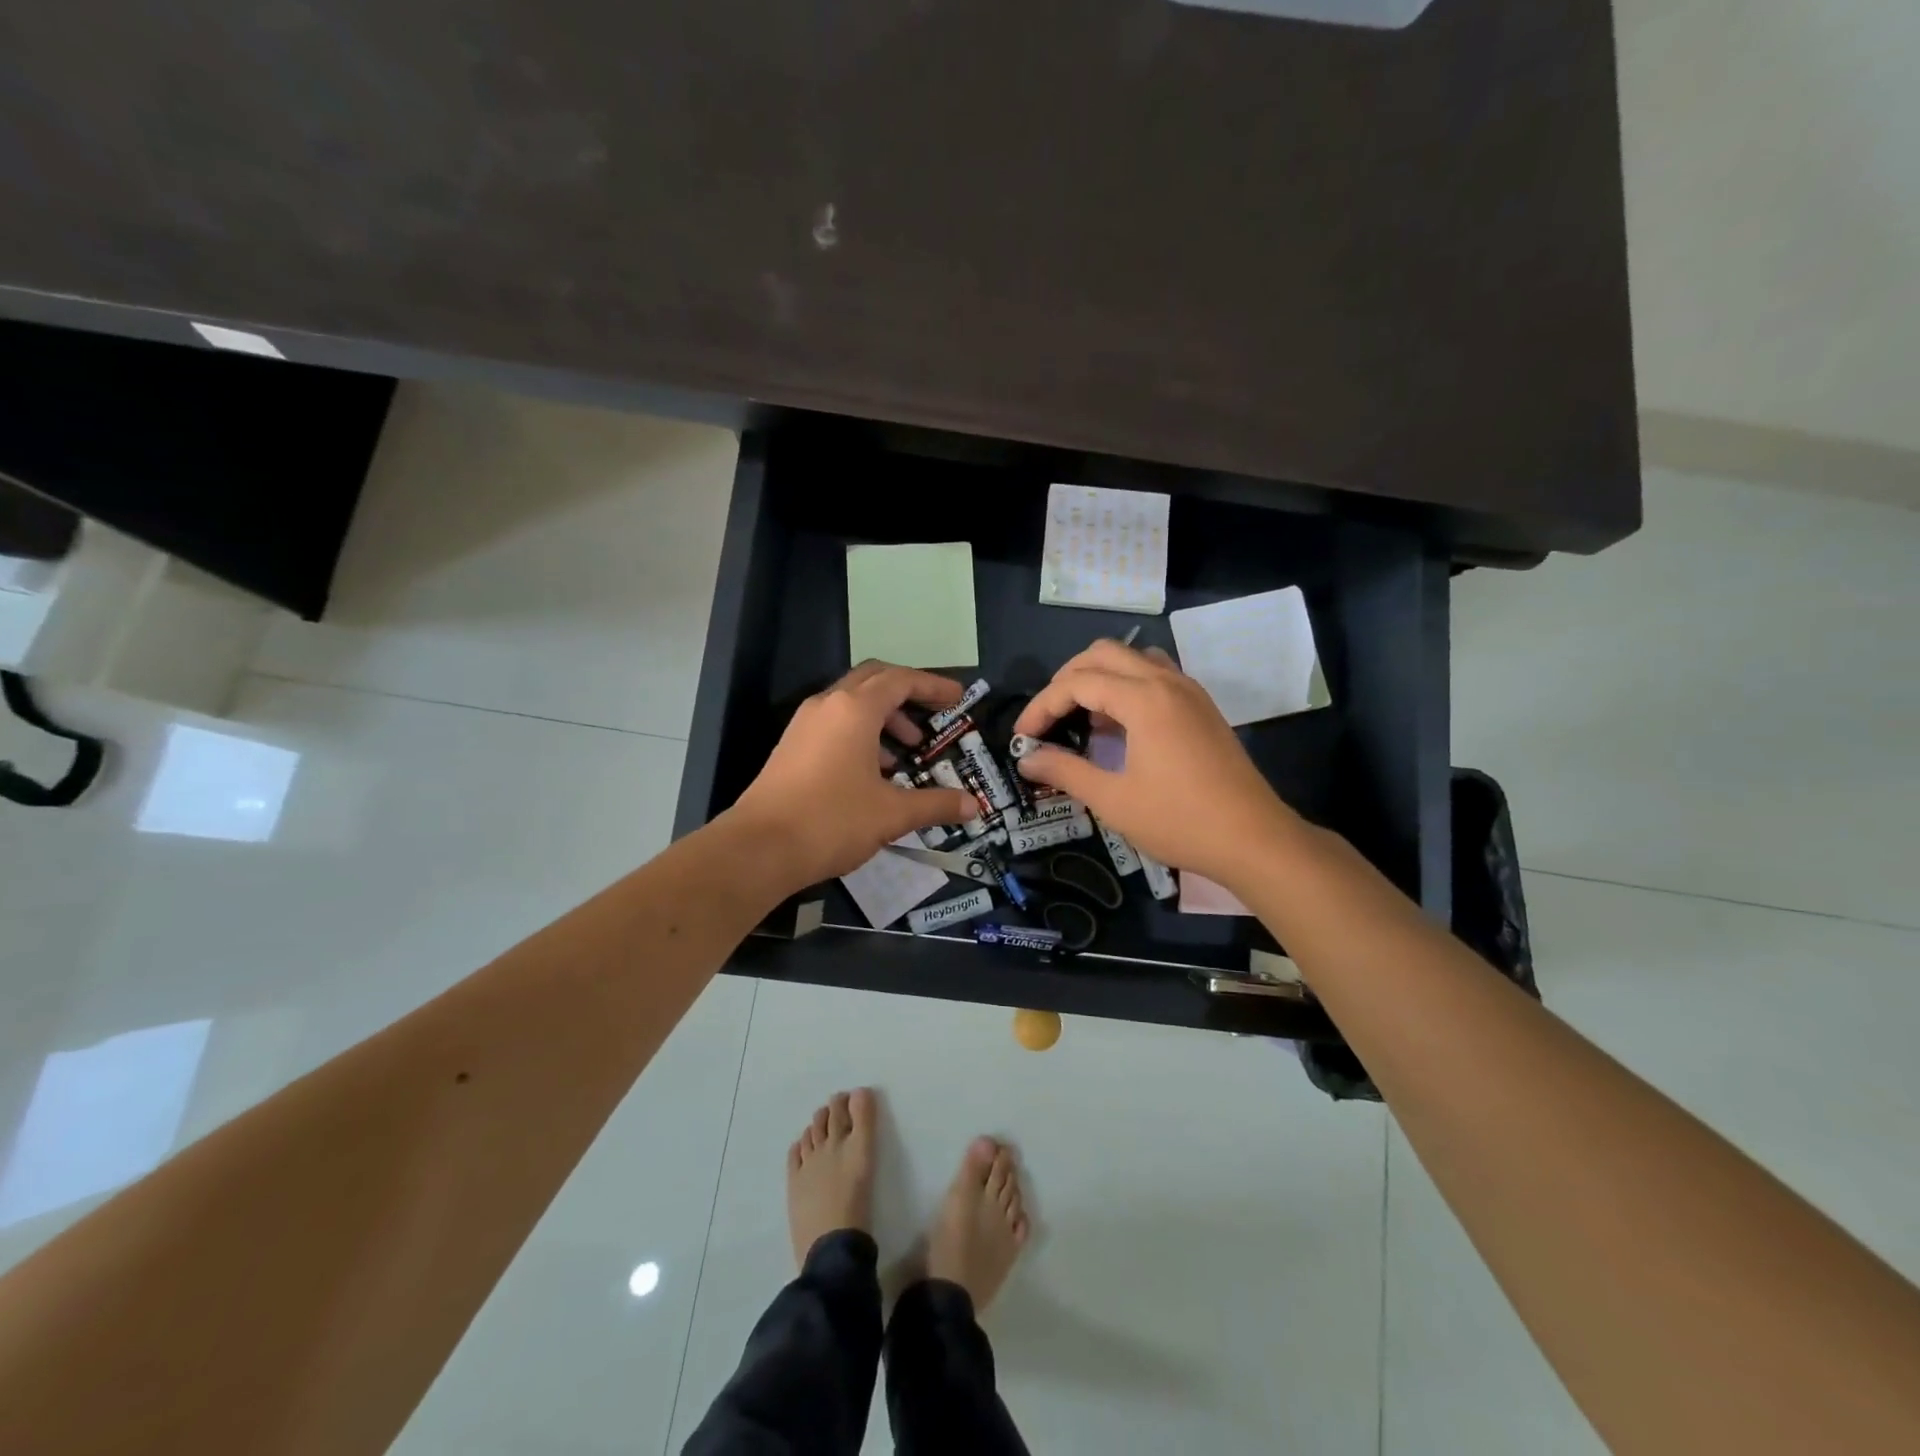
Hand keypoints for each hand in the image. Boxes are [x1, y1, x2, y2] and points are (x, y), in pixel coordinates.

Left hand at [728, 661, 976, 885]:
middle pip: (874, 679)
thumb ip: (936, 804)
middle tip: (933, 716)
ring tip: (906, 751)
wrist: (759, 848)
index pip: (901, 680)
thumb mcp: (892, 814)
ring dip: (884, 717)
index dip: (933, 686)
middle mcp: (828, 705)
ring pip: (852, 703)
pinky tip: (874, 771)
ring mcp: (805, 724)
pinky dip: (861, 733)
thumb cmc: (832, 821)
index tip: (958, 698)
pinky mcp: (792, 746)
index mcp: (855, 709)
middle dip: (907, 694)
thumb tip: (973, 806)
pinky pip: (834, 724)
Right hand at [1012, 641, 1299, 886]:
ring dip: (1099, 676)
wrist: (1254, 839)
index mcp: (1144, 699)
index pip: (1078, 682)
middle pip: (1103, 654)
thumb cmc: (1179, 820)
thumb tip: (1027, 759)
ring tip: (1081, 717)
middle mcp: (1167, 681)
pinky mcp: (1201, 707)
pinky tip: (1118, 726)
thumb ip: (1065, 772)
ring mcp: (1189, 691)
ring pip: (1132, 658)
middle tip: (1047, 718)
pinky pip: (1155, 675)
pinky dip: (1127, 686)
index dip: (1042, 706)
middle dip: (1066, 680)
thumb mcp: (1113, 800)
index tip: (1023, 737)